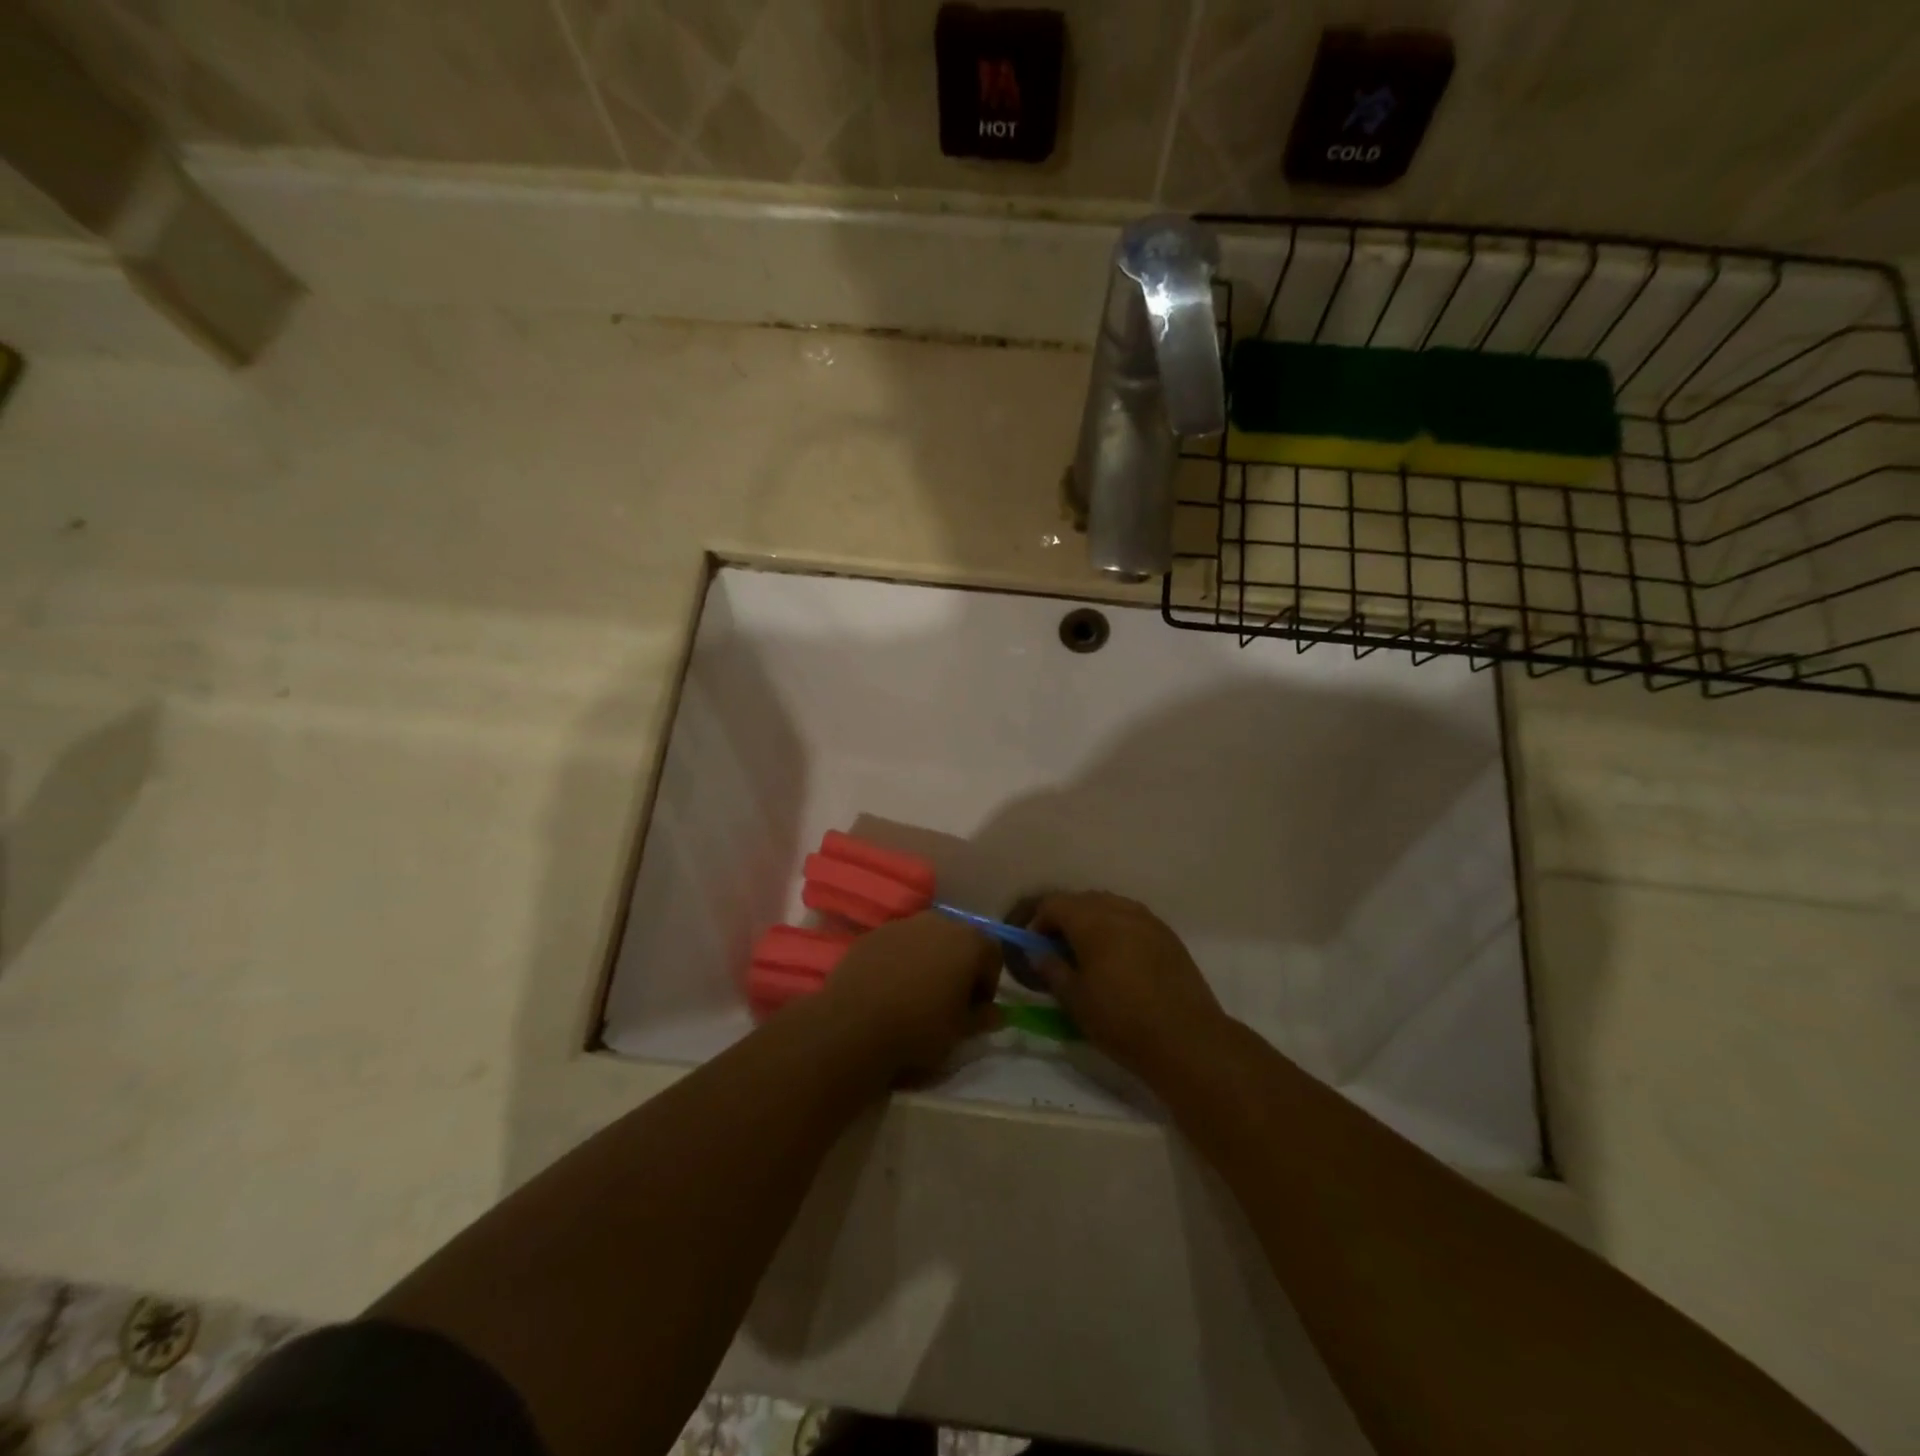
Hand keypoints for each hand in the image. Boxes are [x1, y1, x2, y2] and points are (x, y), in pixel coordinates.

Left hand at [816, 913, 1001, 1080]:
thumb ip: (983, 1018)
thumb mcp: (960, 1032)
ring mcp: (902, 924)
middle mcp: (938, 922)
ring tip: (916, 995)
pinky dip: (900, 961)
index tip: (975, 1010)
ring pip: (927, 939)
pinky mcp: (873, 934)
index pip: (993, 954)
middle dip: (959, 966)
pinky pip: (897, 945)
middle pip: (959, 940)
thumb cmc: (920, 1028)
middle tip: (948, 1001)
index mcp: (968, 941)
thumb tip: (996, 1013)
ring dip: (929, 961)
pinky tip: (888, 990)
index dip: (988, 983)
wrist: (854, 1024)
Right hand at [1030, 892, 1229, 1084]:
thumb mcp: (1075, 1000)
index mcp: (1091, 921)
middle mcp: (1119, 909)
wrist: (1186, 1039)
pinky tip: (1119, 958)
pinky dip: (1118, 928)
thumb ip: (1052, 970)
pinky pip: (1133, 919)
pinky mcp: (1168, 935)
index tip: (1034, 947)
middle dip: (1065, 918)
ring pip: (1110, 906)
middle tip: (1058, 950)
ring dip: (1093, 921)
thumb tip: (1037, 953)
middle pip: (1082, 900)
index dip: (1038, 922)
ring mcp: (1147, 919)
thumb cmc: (1121, 1020)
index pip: (1054, 904)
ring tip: (1089, 953)